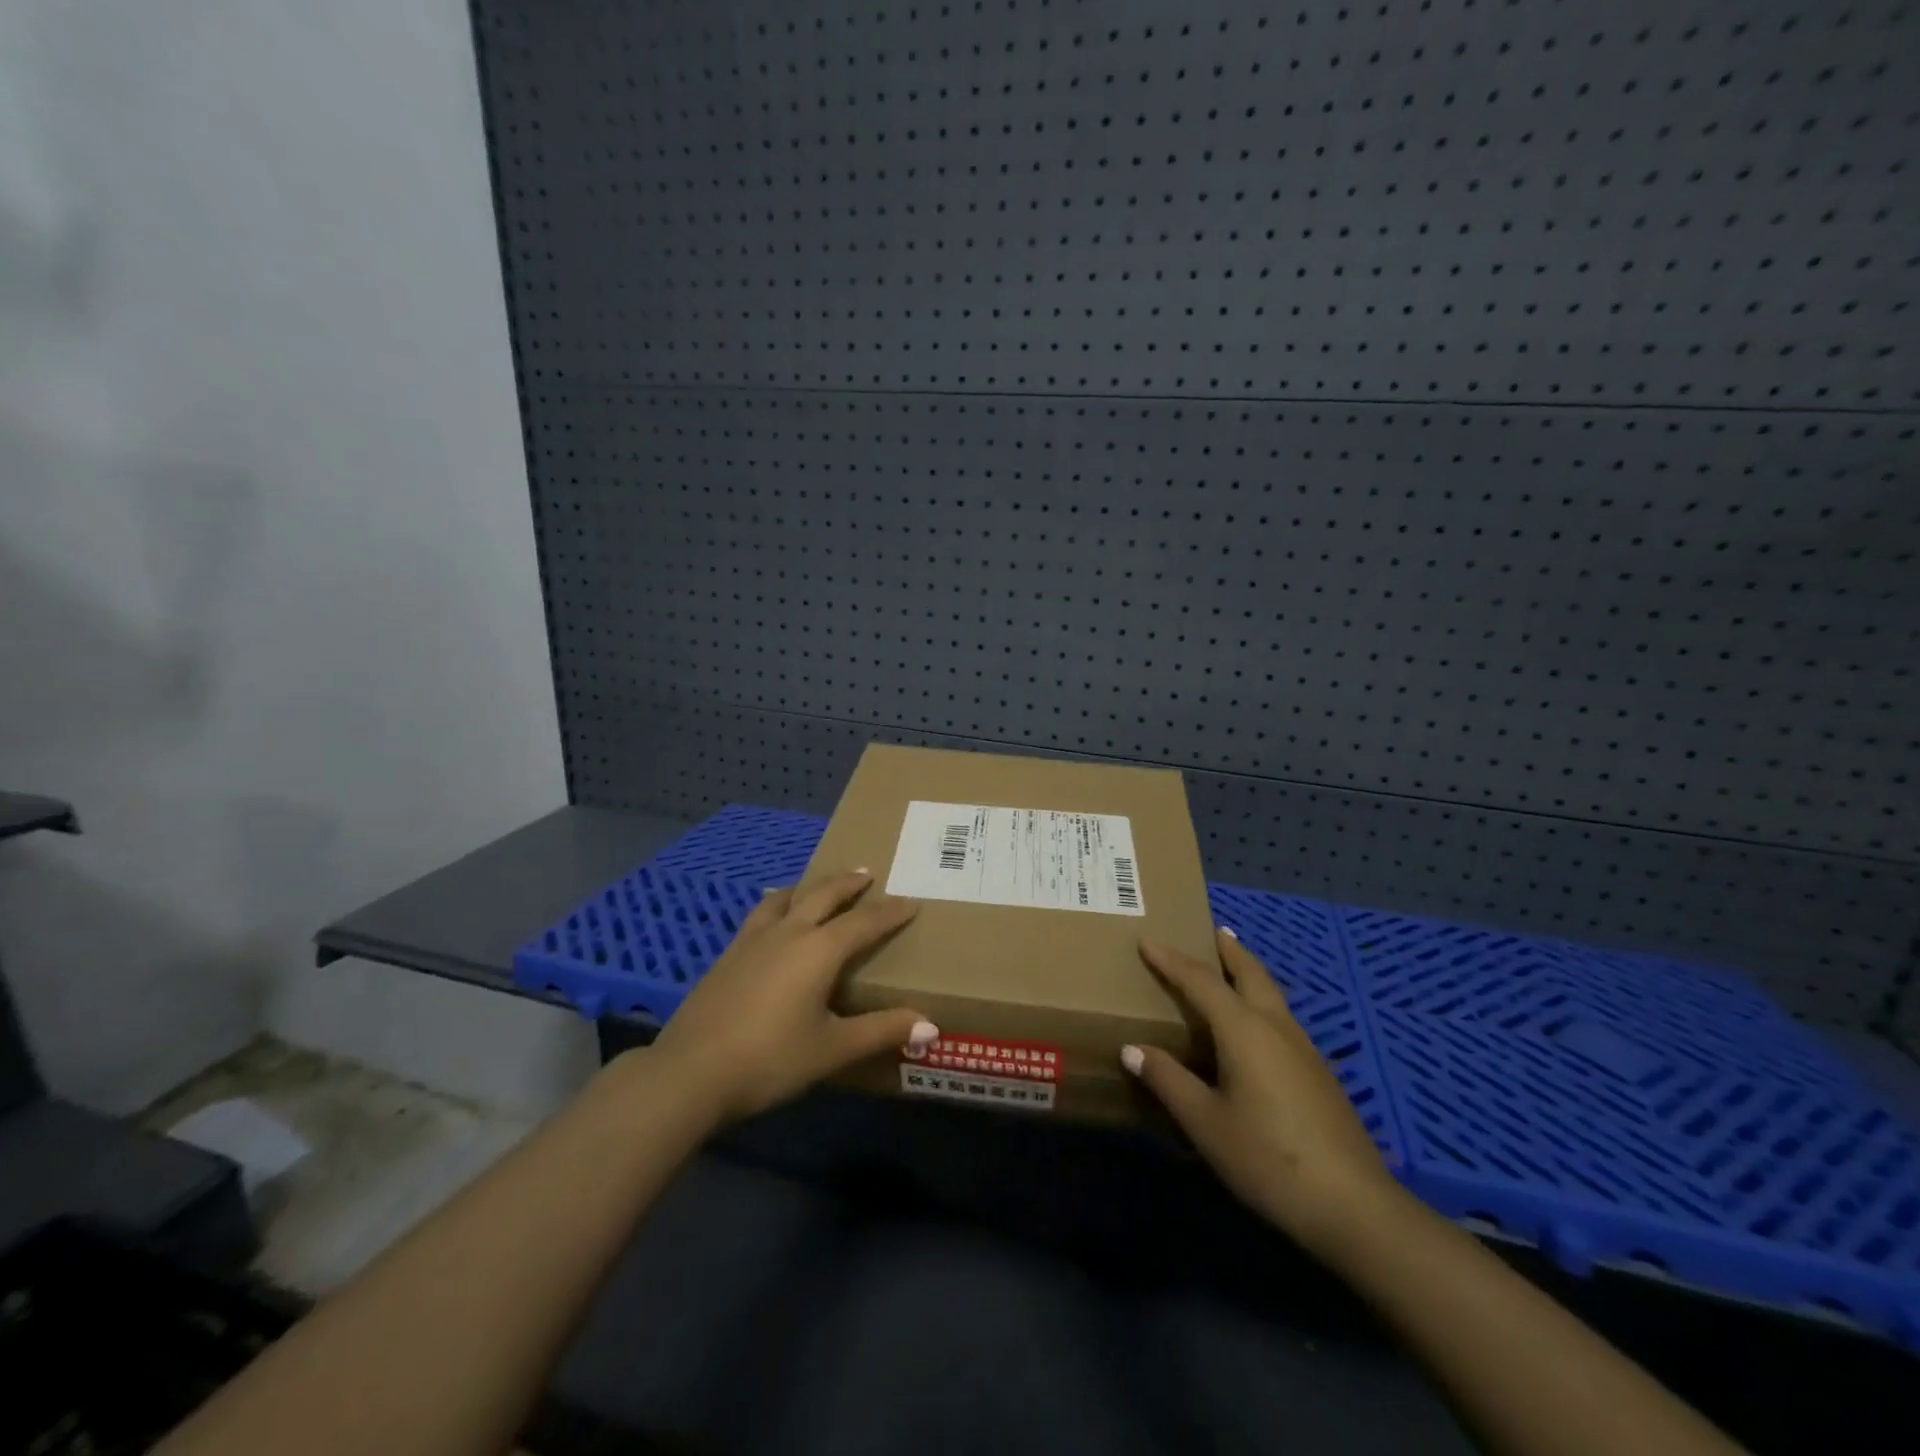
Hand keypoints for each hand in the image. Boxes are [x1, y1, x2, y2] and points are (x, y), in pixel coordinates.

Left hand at [645, 871, 936, 1121]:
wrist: (690, 1072)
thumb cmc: (771, 1059)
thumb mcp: (832, 1049)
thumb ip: (881, 1032)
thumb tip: (931, 1028)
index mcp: (819, 950)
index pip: (864, 922)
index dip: (890, 912)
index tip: (910, 901)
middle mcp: (788, 933)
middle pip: (822, 895)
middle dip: (847, 883)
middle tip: (865, 872)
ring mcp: (752, 940)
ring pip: (786, 898)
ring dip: (808, 887)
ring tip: (816, 887)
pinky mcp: (728, 955)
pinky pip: (760, 915)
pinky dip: (777, 905)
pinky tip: (772, 919)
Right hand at [1122, 928, 1401, 1261]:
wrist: (1353, 1206)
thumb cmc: (1268, 1158)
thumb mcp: (1205, 1123)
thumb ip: (1168, 1080)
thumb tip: (1132, 1049)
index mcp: (1244, 1030)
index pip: (1201, 981)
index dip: (1171, 960)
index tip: (1147, 941)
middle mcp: (1276, 1027)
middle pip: (1252, 973)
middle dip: (1230, 950)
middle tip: (1212, 931)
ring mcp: (1304, 1049)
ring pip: (1272, 995)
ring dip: (1249, 974)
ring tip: (1230, 970)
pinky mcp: (1319, 1073)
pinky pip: (1281, 1019)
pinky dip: (1261, 1002)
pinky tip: (1255, 1029)